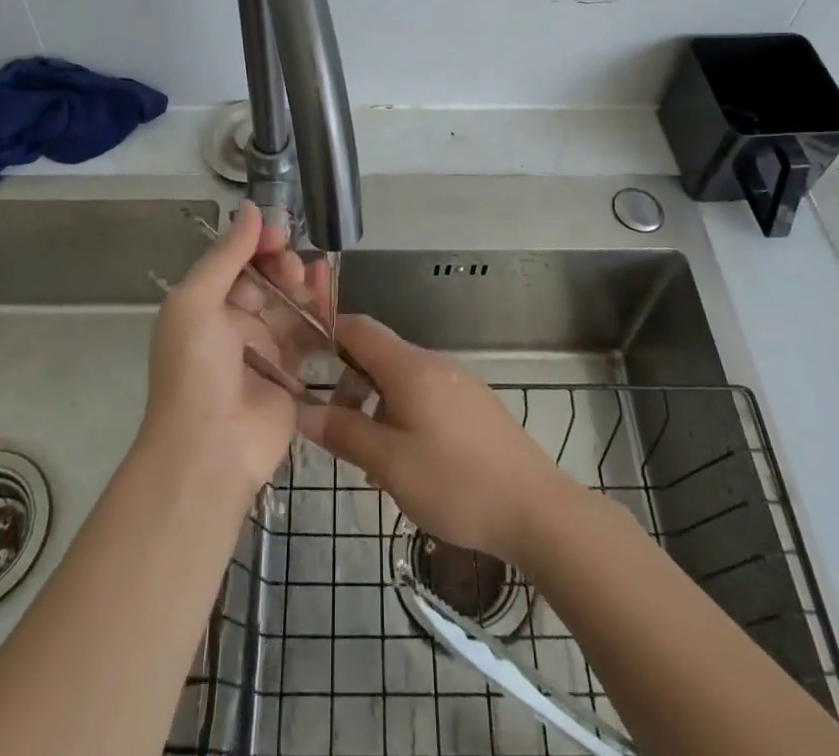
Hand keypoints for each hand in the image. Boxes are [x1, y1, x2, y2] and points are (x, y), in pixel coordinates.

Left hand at [139, 202, 298, 504]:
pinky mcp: (291, 374)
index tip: (279, 232)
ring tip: (315, 276)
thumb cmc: (194, 369)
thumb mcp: (196, 303)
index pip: (234, 262)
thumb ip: (226, 256)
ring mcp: (263, 350)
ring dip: (303, 284)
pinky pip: (309, 334)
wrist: (209, 450)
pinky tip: (331, 295)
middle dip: (281, 263)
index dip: (256, 244)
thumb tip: (251, 209)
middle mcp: (232, 325)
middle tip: (292, 265)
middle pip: (265, 280)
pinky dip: (321, 313)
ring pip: (289, 303)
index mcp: (204, 306)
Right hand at [295, 316, 573, 563]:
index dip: (327, 335)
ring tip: (372, 461)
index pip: (359, 329)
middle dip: (350, 385)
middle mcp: (435, 364)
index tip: (301, 360)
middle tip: (338, 431)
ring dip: (377, 408)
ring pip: (402, 381)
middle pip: (379, 356)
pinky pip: (426, 398)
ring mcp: (459, 384)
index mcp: (410, 367)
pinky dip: (404, 417)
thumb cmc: (456, 483)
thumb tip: (302, 409)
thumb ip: (344, 432)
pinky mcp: (476, 407)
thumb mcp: (389, 463)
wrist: (537, 510)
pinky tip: (409, 464)